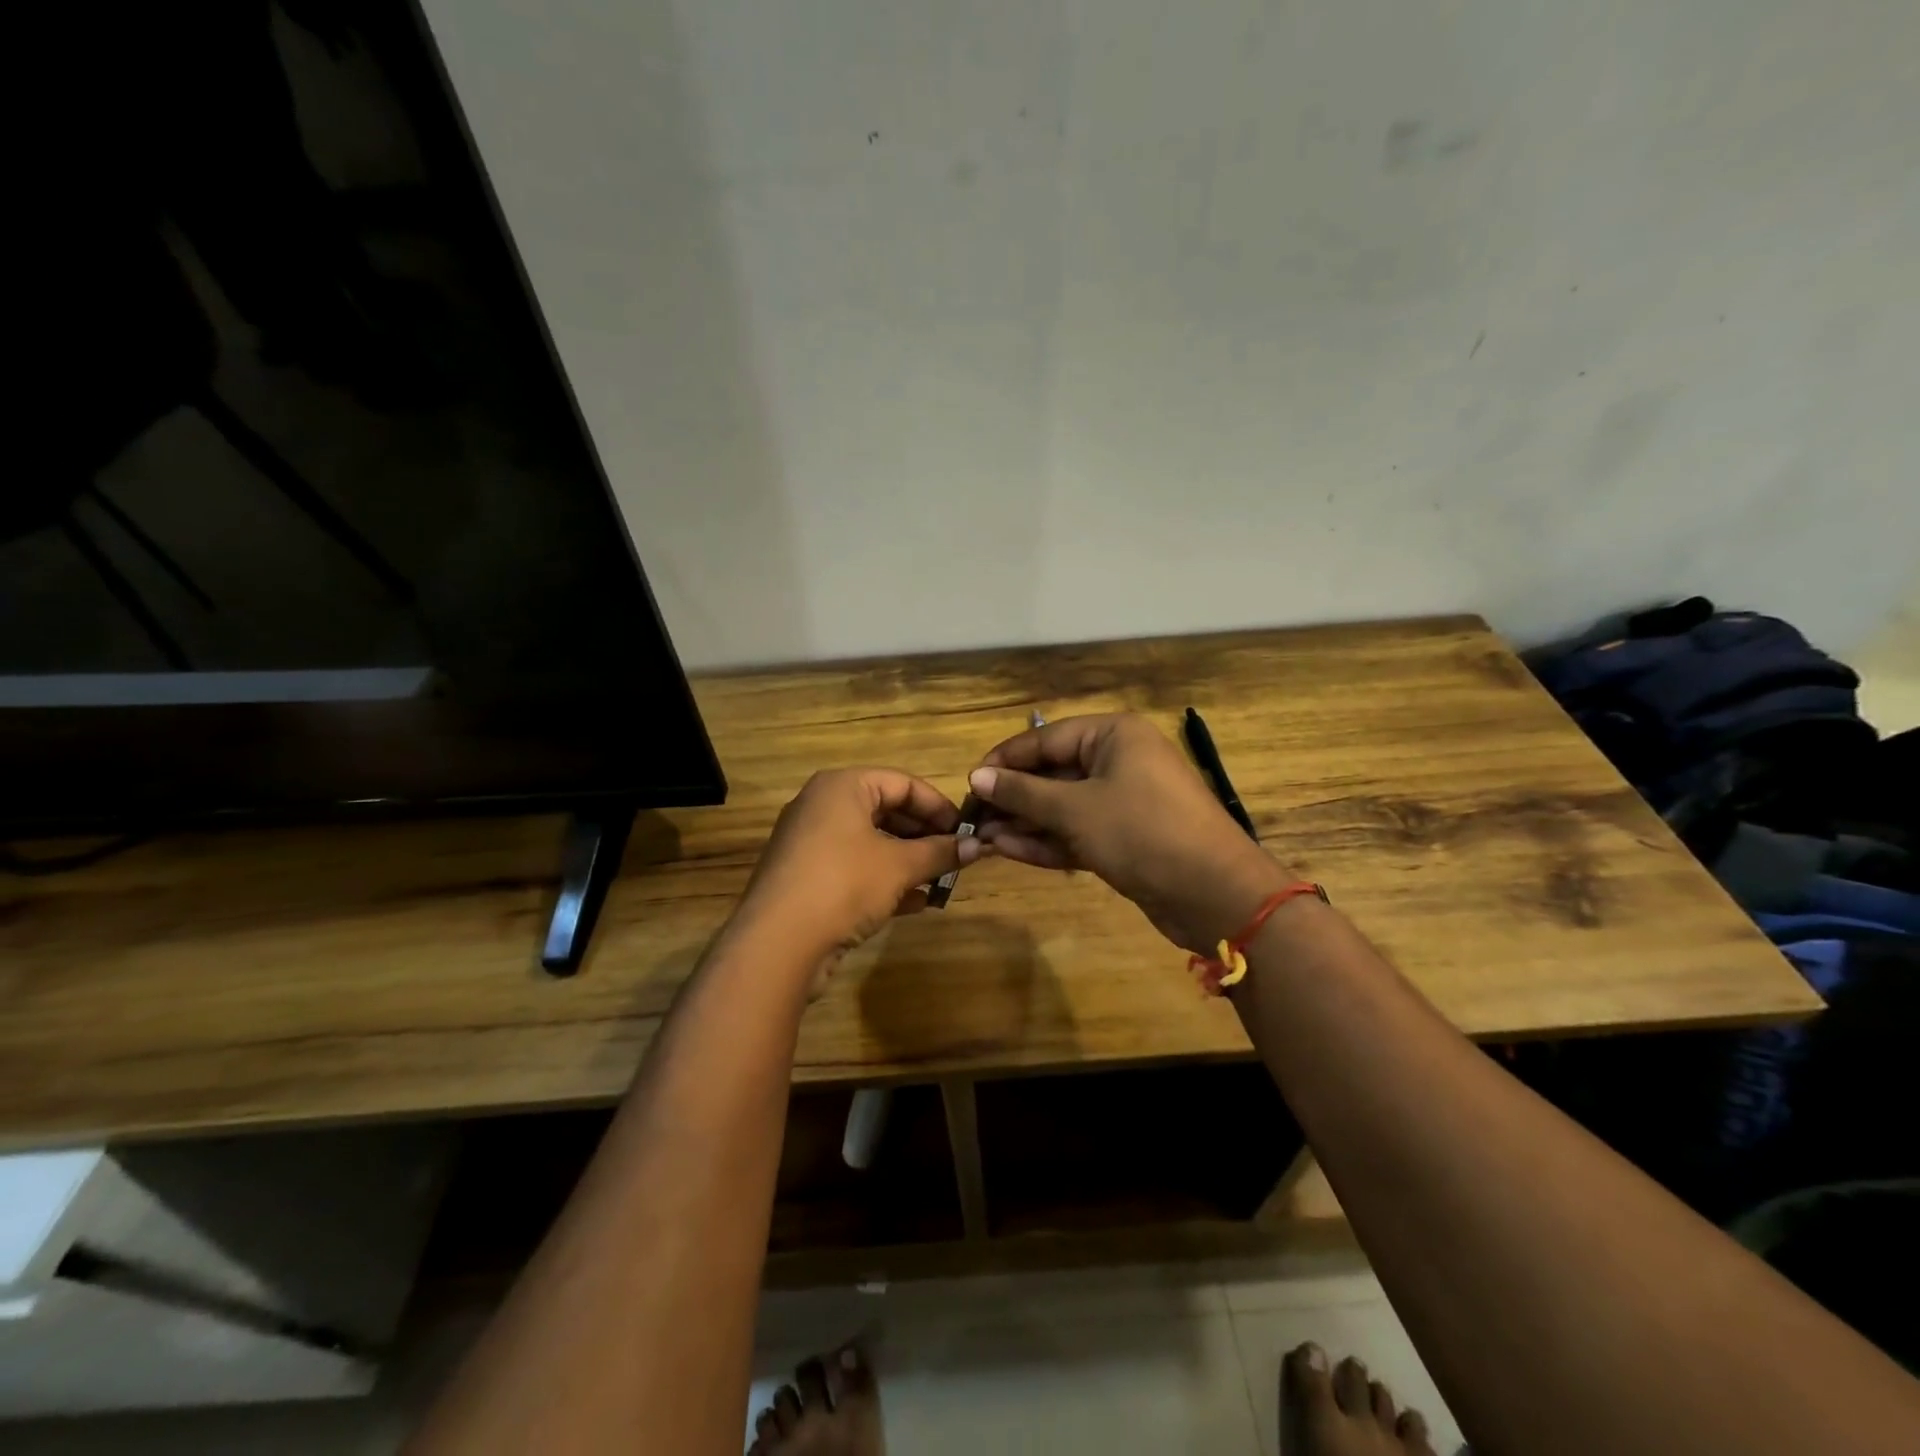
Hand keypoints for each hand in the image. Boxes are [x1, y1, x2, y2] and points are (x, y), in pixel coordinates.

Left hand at [731, 768, 967, 996]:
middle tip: (956, 857)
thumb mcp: (900, 866)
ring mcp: (810, 844)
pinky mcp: (806, 879)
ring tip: (941, 881)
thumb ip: (940, 852)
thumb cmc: (844, 884)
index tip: (966, 831)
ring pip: (871, 843)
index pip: (902, 782)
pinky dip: (885, 881)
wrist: (778, 943)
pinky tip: (916, 904)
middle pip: (886, 811)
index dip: (938, 806)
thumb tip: (978, 845)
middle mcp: (822, 806)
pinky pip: (854, 869)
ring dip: (908, 861)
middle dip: (924, 836)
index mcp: (842, 787)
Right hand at [968, 714, 1292, 954]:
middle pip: (1053, 773)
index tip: (969, 782)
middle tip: (972, 817)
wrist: (1214, 893)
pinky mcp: (1124, 839)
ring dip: (1024, 823)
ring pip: (1062, 807)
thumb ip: (1023, 793)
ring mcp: (1123, 802)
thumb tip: (977, 777)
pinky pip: (1077, 832)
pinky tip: (1007, 850)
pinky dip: (1046, 841)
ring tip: (981, 837)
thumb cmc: (1142, 831)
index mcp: (1113, 735)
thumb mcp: (1075, 809)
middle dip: (1013, 797)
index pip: (1046, 738)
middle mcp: (1118, 761)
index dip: (1005, 760)